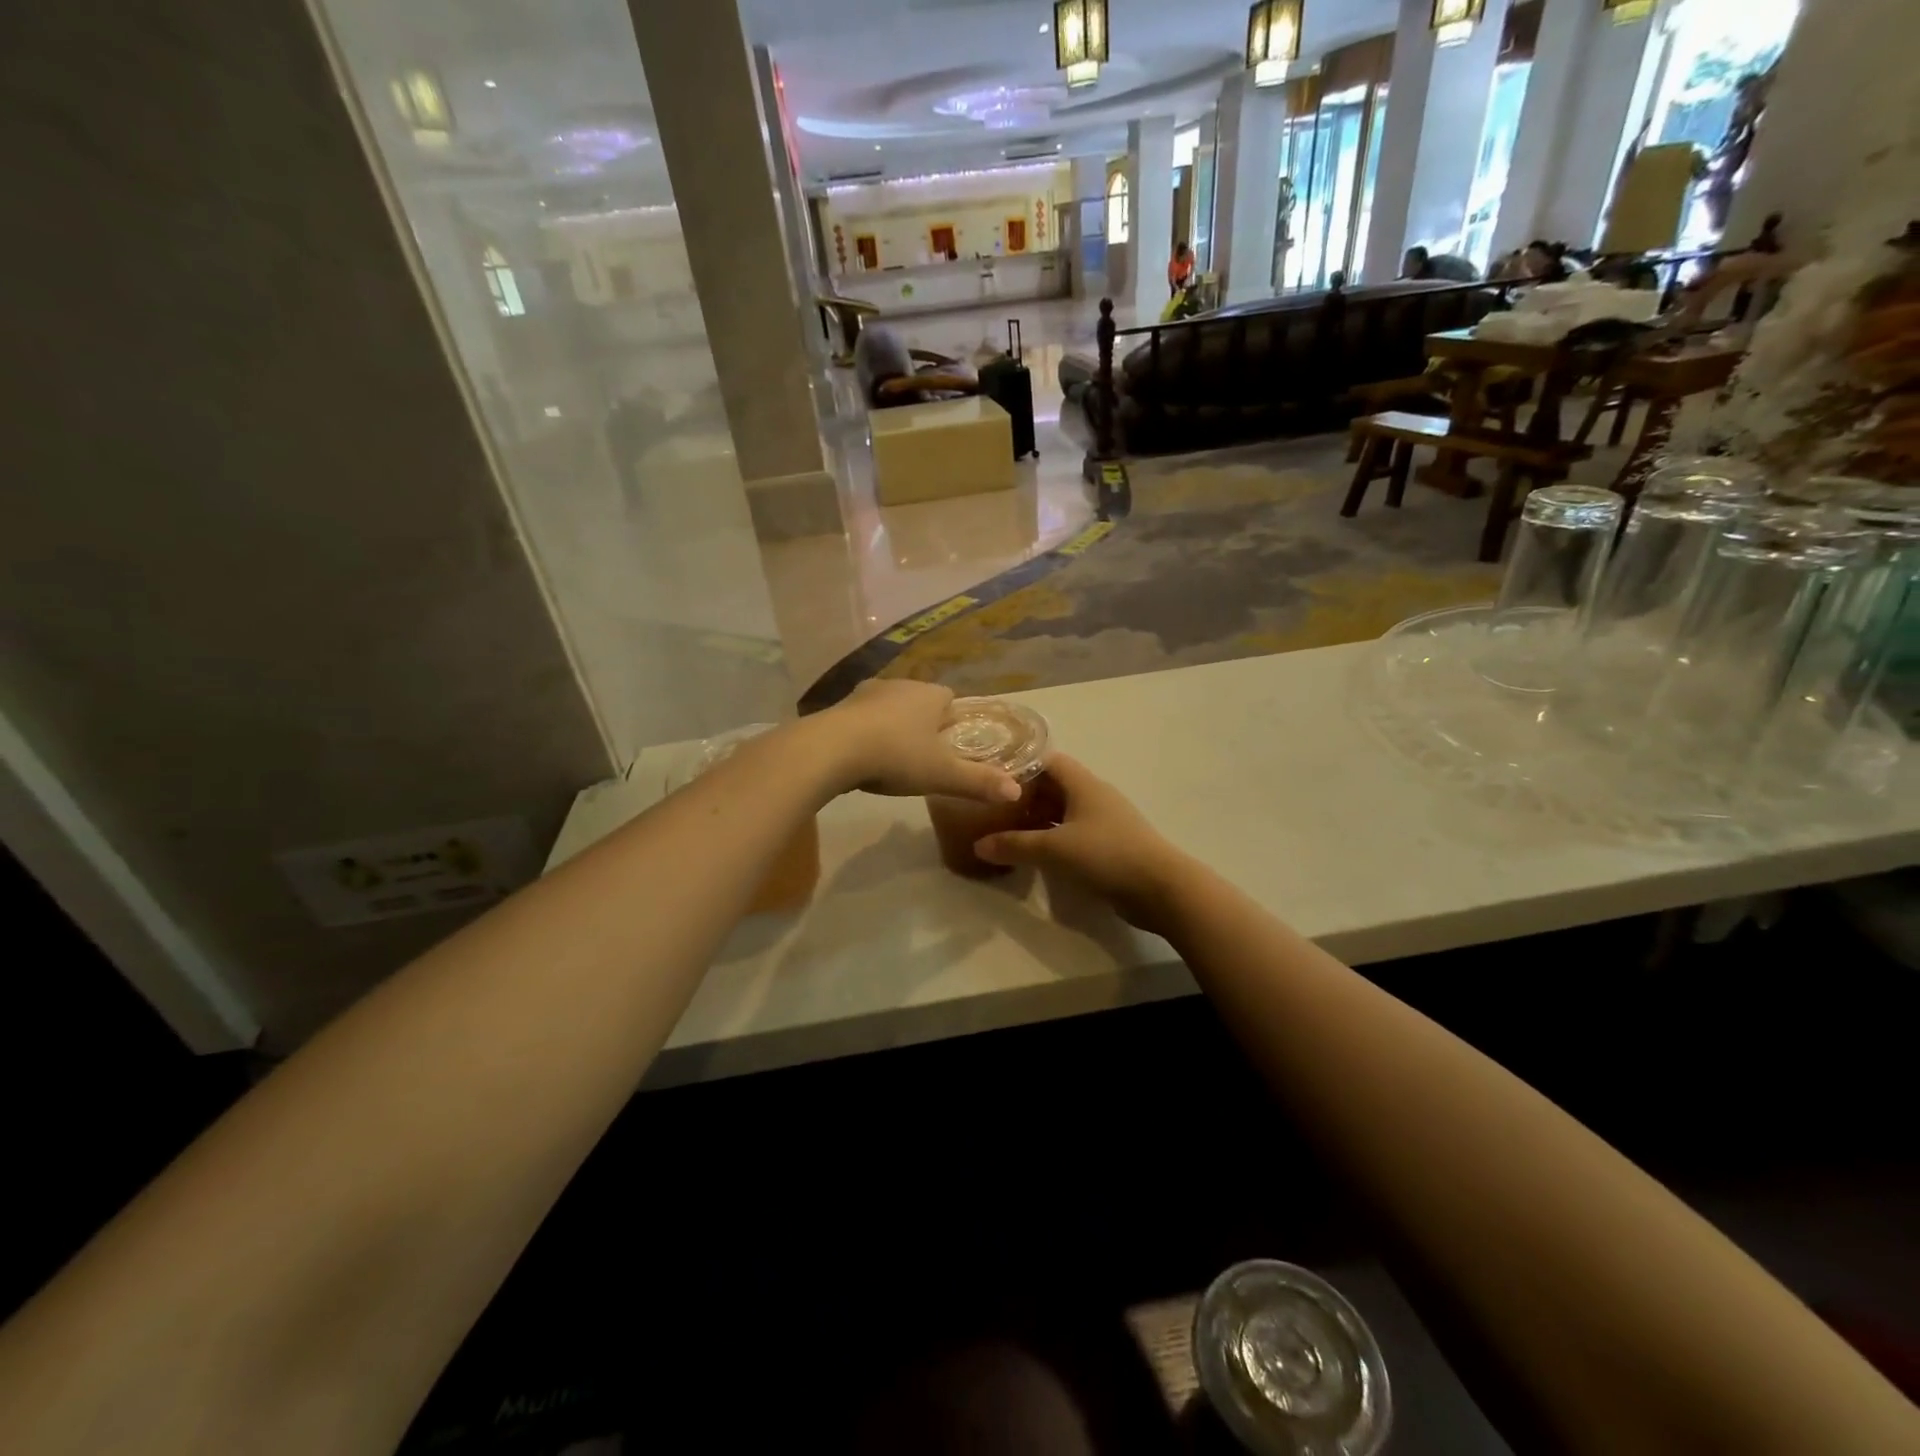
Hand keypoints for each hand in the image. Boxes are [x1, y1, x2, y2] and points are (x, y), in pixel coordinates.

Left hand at [811, 681, 1021, 804]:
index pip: (950, 699)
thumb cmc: (896, 757)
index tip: (951, 746)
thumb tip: (1016, 791)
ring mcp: (866, 693)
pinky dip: (866, 732)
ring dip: (892, 726)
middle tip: (923, 756)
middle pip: (919, 701)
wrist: (831, 749)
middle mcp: (900, 685)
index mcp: (929, 695)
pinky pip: (862, 717)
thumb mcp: (942, 775)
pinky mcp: (840, 706)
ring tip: (892, 758)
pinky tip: (863, 756)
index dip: (952, 721)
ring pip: (889, 707)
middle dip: (923, 724)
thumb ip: (979, 782)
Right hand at [975, 754, 1194, 933]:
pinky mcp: (1110, 845)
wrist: (1160, 888)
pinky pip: (1074, 833)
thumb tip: (979, 844)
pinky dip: (1053, 838)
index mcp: (1083, 784)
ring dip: (1038, 819)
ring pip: (1064, 811)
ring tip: (1007, 830)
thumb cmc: (1106, 855)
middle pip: (1054, 786)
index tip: (993, 777)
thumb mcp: (1054, 849)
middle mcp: (1094, 796)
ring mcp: (1104, 821)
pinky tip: (1035, 852)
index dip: (1021, 765)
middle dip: (1025, 795)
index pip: (1048, 761)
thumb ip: (1014, 845)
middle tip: (993, 808)